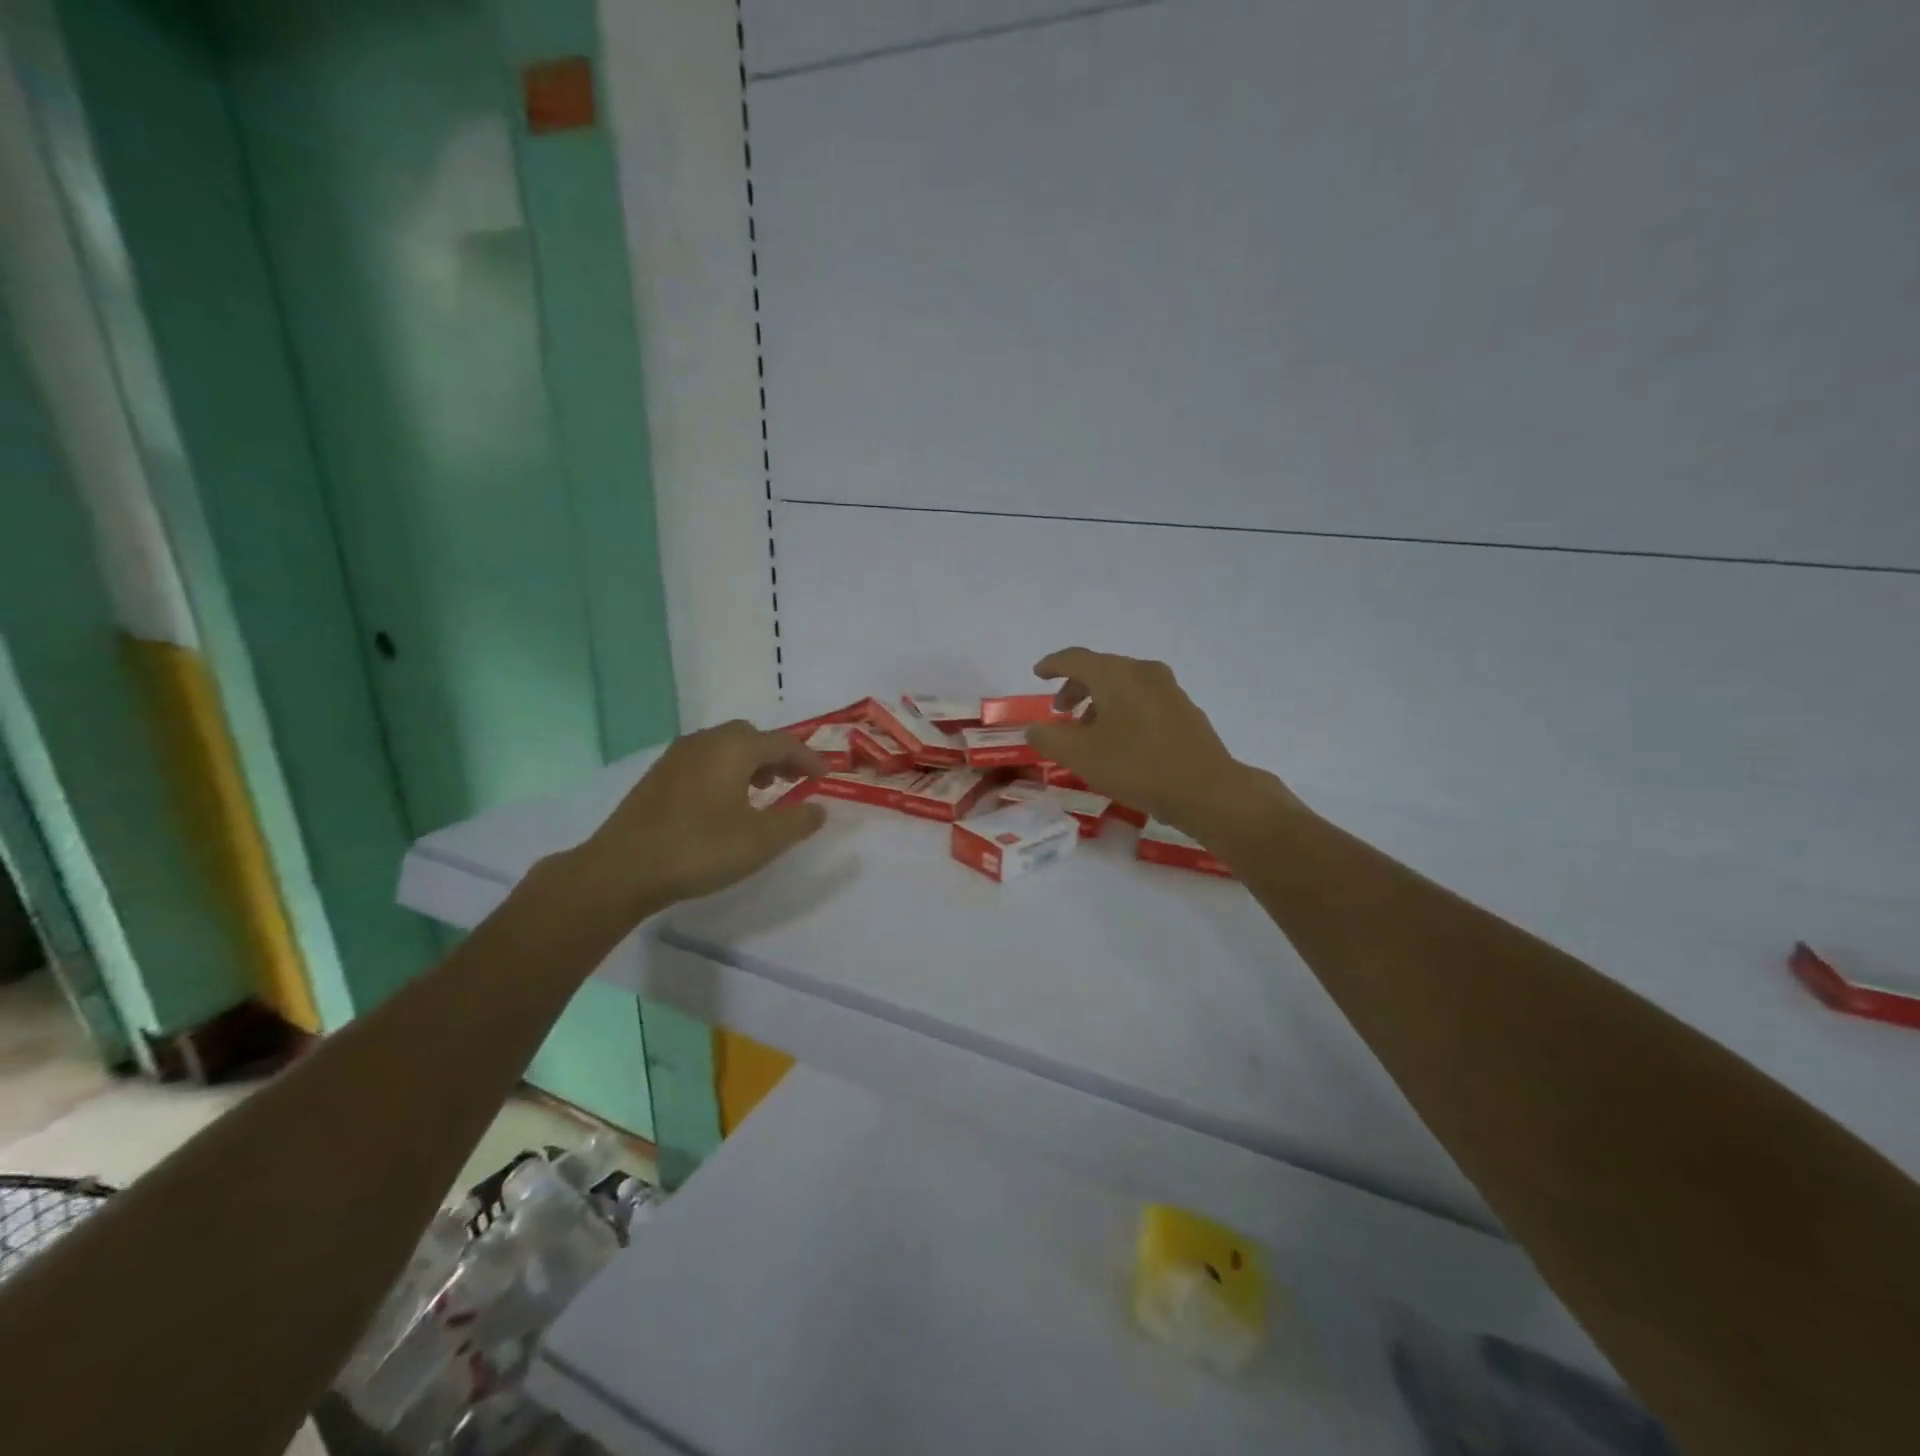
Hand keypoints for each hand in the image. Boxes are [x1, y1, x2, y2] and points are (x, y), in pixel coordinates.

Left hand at [576, 721, 827, 920]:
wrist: (622, 869)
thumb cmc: (700, 849)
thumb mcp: (761, 840)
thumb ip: (797, 821)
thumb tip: (819, 808)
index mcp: (734, 748)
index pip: (783, 743)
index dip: (809, 759)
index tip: (826, 777)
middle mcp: (705, 742)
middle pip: (752, 737)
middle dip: (778, 755)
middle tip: (794, 781)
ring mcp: (677, 756)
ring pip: (725, 747)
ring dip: (751, 762)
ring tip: (764, 791)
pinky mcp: (658, 776)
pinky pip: (704, 760)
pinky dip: (725, 771)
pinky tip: (725, 802)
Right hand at [1028, 648, 1295, 836]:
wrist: (1206, 789)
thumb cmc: (1136, 766)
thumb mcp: (1080, 756)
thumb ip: (1049, 739)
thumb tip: (1033, 729)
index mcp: (1115, 674)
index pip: (1075, 658)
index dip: (1052, 665)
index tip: (1038, 673)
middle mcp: (1143, 672)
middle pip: (1101, 669)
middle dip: (1076, 687)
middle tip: (1060, 711)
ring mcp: (1169, 690)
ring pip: (1124, 686)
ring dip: (1100, 702)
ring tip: (1089, 733)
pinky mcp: (1185, 711)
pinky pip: (1144, 701)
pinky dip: (1124, 711)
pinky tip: (1122, 741)